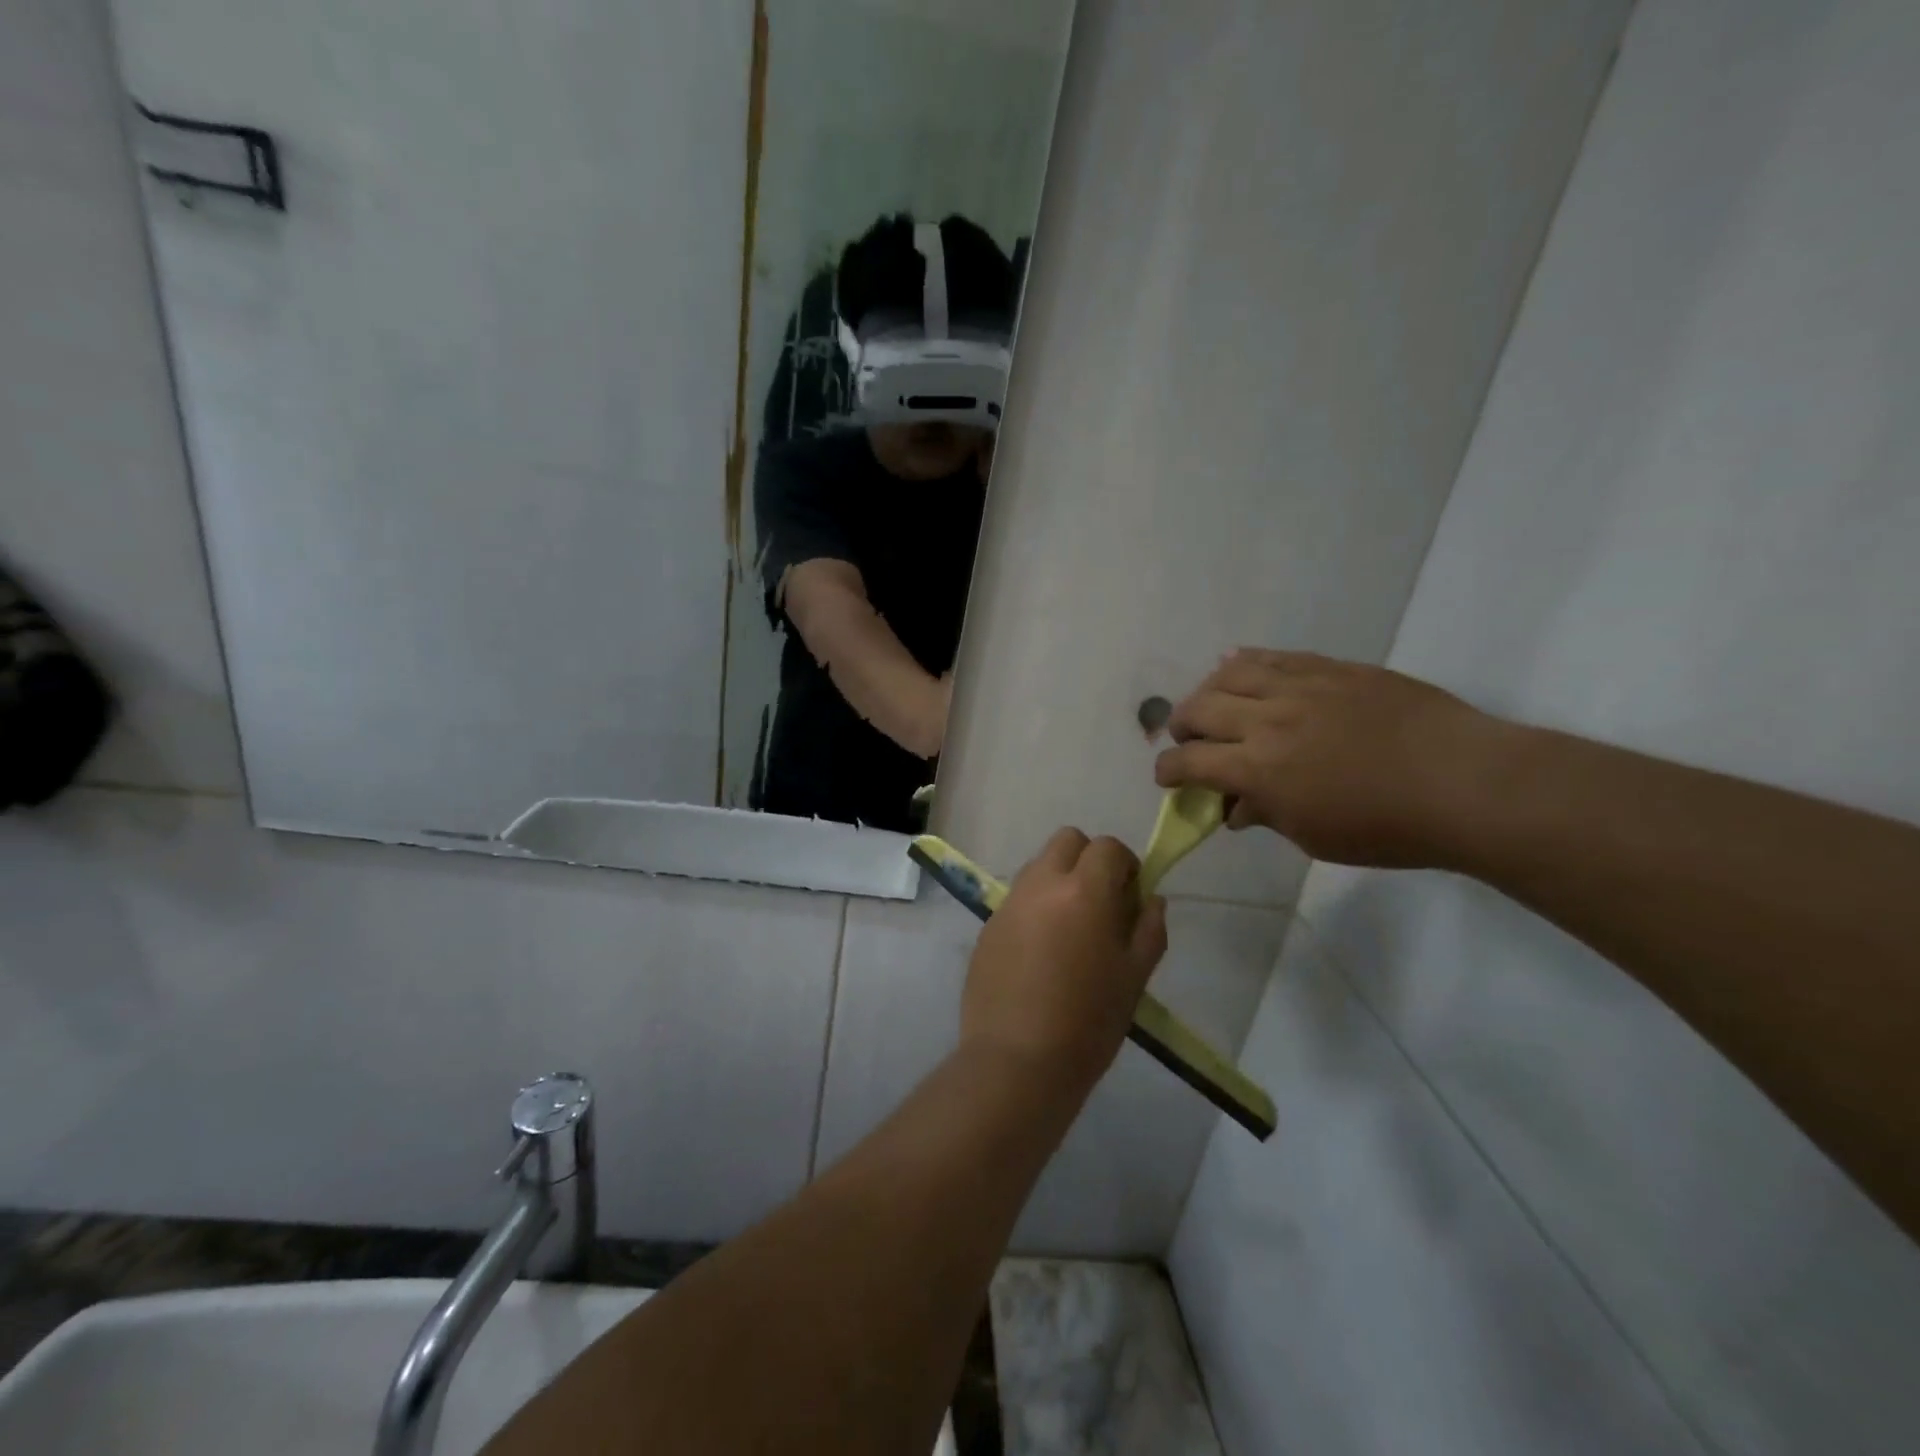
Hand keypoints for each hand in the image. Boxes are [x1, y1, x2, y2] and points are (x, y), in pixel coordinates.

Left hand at [961, 829, 1168, 1096]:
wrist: (1017, 1061)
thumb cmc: (1089, 1023)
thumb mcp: (1134, 977)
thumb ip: (1149, 929)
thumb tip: (1151, 899)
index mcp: (1083, 891)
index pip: (1107, 846)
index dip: (1125, 865)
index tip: (1130, 897)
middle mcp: (1041, 884)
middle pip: (1067, 841)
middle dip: (1089, 860)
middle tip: (1101, 903)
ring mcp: (1009, 903)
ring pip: (1039, 866)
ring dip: (1059, 880)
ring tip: (1070, 930)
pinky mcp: (988, 925)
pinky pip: (1018, 898)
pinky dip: (1035, 907)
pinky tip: (1041, 953)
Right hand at [1154, 649, 1518, 868]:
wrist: (1465, 783)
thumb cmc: (1388, 827)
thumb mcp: (1314, 837)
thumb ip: (1265, 815)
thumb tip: (1235, 808)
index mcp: (1259, 768)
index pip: (1189, 762)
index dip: (1168, 770)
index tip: (1168, 778)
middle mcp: (1268, 720)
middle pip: (1199, 709)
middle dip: (1181, 727)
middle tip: (1189, 740)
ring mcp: (1301, 686)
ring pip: (1230, 673)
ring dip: (1208, 690)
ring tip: (1213, 703)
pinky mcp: (1331, 668)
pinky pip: (1275, 656)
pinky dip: (1247, 663)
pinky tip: (1241, 668)